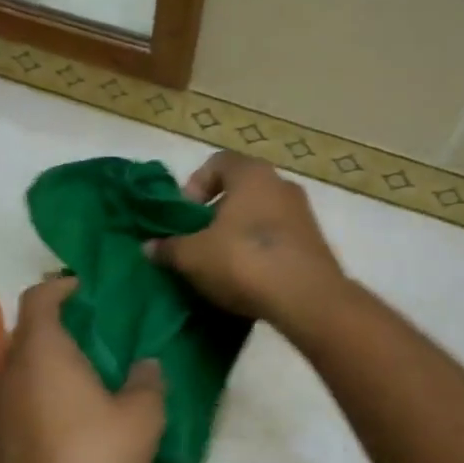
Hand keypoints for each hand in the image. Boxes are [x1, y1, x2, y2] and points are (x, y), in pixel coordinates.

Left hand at [0, 278, 165, 462]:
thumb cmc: (94, 457)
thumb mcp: (141, 416)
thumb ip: (147, 381)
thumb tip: (147, 364)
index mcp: (42, 349)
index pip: (39, 296)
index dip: (62, 285)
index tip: (88, 288)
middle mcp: (12, 367)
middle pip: (30, 328)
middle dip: (62, 322)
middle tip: (101, 329)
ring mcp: (1, 402)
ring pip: (26, 362)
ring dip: (54, 358)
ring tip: (94, 368)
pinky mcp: (1, 433)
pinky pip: (24, 392)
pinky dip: (46, 386)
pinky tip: (77, 408)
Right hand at [152, 152, 345, 329]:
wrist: (307, 299)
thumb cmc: (243, 261)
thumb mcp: (192, 256)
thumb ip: (168, 248)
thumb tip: (149, 247)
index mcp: (251, 174)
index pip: (217, 163)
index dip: (195, 185)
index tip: (185, 216)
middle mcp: (281, 185)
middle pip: (239, 191)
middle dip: (215, 215)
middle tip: (197, 242)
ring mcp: (303, 215)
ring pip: (259, 216)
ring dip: (237, 236)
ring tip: (220, 266)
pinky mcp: (314, 244)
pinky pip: (277, 240)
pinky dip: (259, 253)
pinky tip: (247, 280)